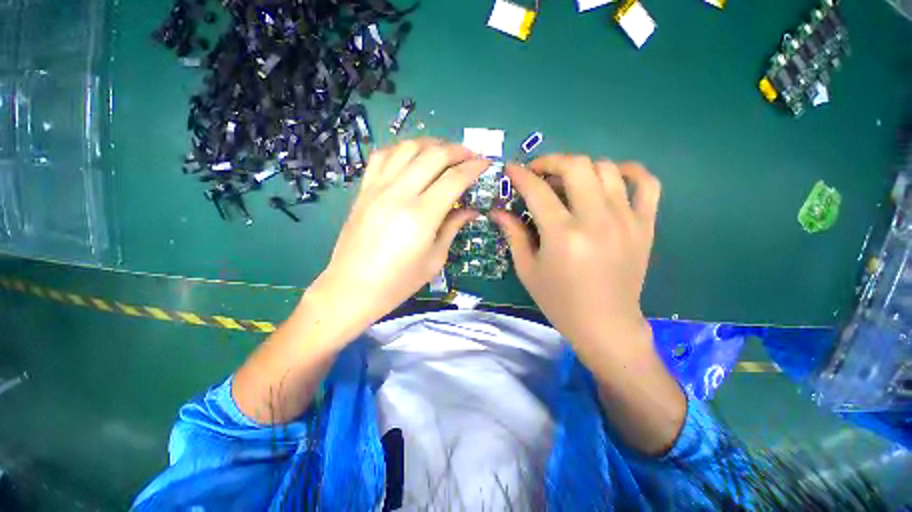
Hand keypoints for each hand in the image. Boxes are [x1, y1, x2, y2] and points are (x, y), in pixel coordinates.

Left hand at [311, 139, 487, 336]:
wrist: (352, 288)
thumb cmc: (399, 281)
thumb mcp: (435, 259)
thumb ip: (453, 227)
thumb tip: (472, 210)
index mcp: (421, 216)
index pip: (454, 179)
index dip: (474, 168)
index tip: (486, 164)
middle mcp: (399, 194)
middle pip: (432, 155)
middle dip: (457, 150)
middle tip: (470, 156)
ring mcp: (377, 188)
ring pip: (407, 148)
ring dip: (431, 144)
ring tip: (444, 152)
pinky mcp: (364, 189)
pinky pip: (383, 156)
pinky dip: (402, 149)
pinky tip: (412, 157)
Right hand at [491, 155, 659, 361]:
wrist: (605, 324)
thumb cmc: (559, 301)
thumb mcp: (527, 269)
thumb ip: (513, 234)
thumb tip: (498, 211)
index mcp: (563, 235)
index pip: (538, 190)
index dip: (521, 174)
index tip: (512, 169)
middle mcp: (596, 220)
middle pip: (576, 166)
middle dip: (551, 161)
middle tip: (539, 172)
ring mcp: (626, 219)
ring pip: (607, 168)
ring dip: (581, 167)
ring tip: (568, 180)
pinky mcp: (645, 225)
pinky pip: (647, 183)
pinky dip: (629, 171)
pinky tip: (611, 178)